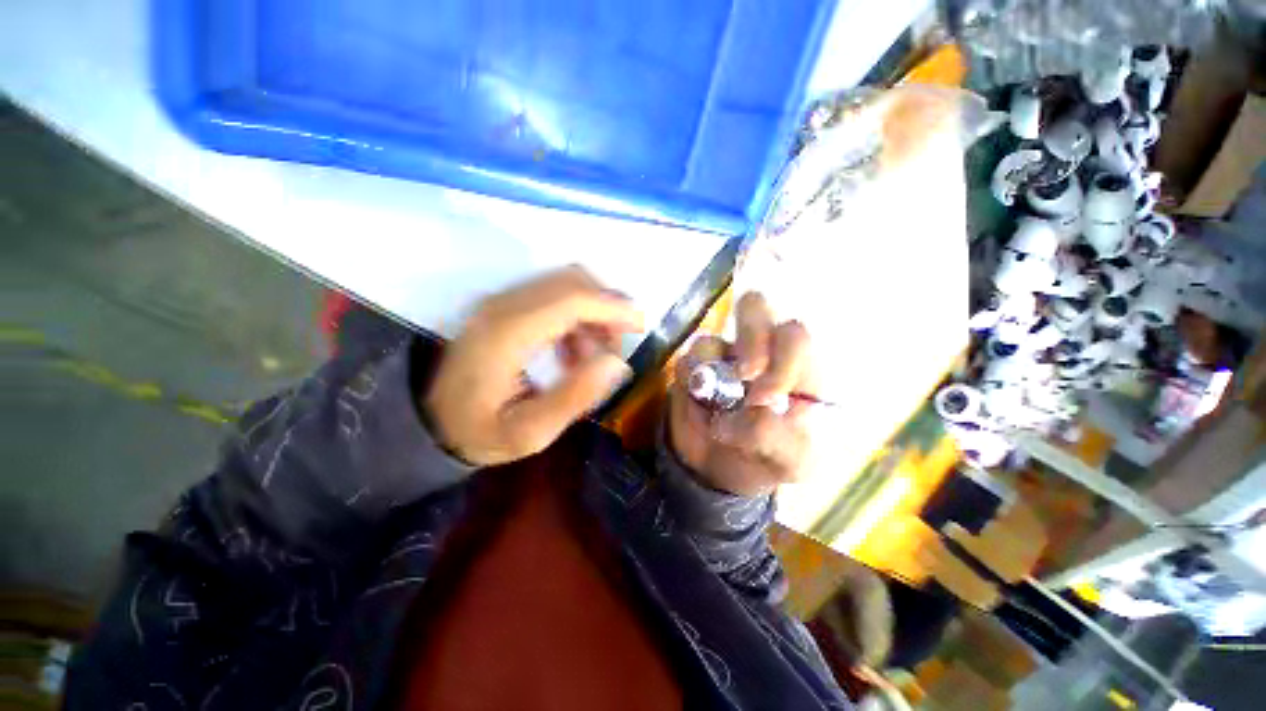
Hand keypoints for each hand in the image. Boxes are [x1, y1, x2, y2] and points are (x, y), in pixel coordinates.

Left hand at [425, 267, 642, 466]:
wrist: (430, 421)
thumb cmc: (480, 431)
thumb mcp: (530, 432)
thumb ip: (575, 397)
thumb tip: (617, 363)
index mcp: (508, 334)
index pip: (571, 300)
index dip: (612, 306)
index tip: (640, 325)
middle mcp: (503, 306)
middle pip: (571, 281)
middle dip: (607, 306)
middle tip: (617, 345)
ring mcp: (501, 301)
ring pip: (564, 283)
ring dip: (592, 310)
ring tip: (593, 354)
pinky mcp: (503, 305)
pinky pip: (552, 294)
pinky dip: (576, 314)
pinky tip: (573, 349)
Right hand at [668, 293, 815, 496]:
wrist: (726, 472)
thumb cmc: (771, 460)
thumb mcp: (791, 461)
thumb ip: (778, 435)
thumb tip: (752, 411)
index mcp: (796, 366)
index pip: (794, 334)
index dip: (782, 358)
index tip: (768, 398)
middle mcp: (758, 350)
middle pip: (755, 305)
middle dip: (751, 340)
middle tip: (745, 376)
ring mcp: (720, 358)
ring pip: (709, 338)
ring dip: (711, 375)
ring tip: (716, 413)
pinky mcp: (691, 372)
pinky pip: (685, 365)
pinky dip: (690, 388)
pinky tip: (701, 414)